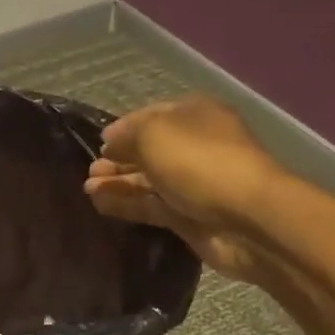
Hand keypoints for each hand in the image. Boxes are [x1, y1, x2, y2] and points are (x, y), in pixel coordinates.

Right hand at [84, 96, 283, 284]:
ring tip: (88, 188)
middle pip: (148, 150)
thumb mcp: (154, 134)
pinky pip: (150, 206)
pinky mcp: (188, 216)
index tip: (98, 142)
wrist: (246, 218)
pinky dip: (125, 204)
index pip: (151, 116)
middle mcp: (195, 146)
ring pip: (147, 180)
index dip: (123, 128)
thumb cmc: (199, 162)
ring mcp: (192, 183)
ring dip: (117, 182)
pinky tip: (99, 204)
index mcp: (195, 115)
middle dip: (117, 158)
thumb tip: (109, 141)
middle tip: (90, 171)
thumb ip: (126, 135)